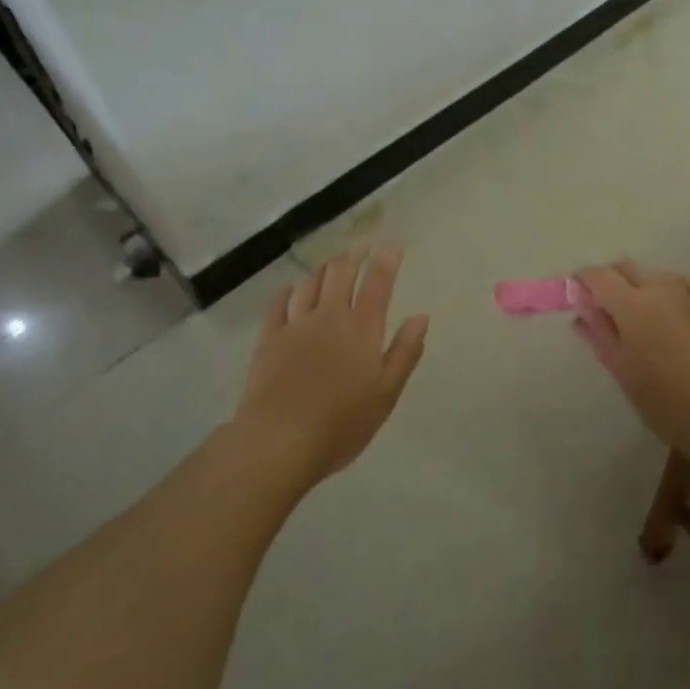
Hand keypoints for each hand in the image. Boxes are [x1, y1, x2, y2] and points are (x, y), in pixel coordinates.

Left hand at [235, 246, 427, 487]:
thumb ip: (405, 352)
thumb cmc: (340, 424)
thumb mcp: (385, 394)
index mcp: (362, 329)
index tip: (392, 246)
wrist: (278, 442)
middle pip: (341, 273)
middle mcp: (330, 316)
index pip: (378, 283)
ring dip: (324, 269)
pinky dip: (288, 291)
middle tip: (362, 247)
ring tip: (331, 264)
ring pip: (310, 283)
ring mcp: (296, 325)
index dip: (386, 261)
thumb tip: (420, 317)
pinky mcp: (269, 338)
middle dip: (354, 255)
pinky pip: (279, 304)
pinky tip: (291, 288)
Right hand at [575, 261, 689, 461]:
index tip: (575, 296)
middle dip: (609, 282)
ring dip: (639, 288)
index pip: (598, 275)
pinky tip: (670, 314)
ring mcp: (689, 293)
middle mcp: (659, 287)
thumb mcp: (623, 371)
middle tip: (603, 311)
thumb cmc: (666, 401)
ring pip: (654, 276)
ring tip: (639, 320)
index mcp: (632, 304)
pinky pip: (681, 285)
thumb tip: (582, 309)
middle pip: (626, 268)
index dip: (582, 281)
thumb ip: (600, 333)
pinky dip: (668, 292)